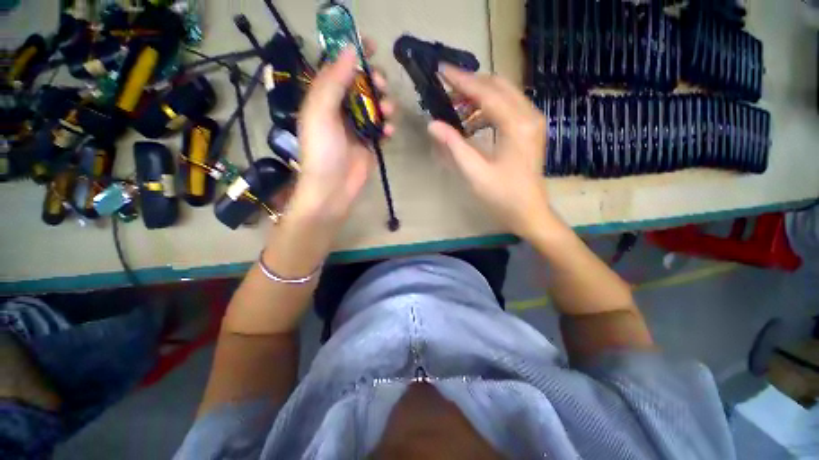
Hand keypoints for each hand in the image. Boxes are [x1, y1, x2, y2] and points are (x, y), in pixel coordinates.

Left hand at [289, 43, 394, 225]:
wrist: (333, 188)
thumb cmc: (322, 150)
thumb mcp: (321, 112)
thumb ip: (333, 81)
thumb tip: (350, 50)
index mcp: (324, 98)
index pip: (339, 68)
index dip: (354, 54)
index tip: (372, 45)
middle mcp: (341, 109)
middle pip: (362, 86)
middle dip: (374, 81)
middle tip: (381, 85)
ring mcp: (357, 127)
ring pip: (375, 106)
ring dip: (384, 104)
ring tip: (388, 112)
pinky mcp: (370, 144)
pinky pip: (382, 128)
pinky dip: (387, 127)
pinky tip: (388, 132)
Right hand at [428, 66, 552, 240]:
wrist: (529, 212)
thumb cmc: (502, 196)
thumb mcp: (474, 173)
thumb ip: (454, 146)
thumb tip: (433, 124)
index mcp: (516, 125)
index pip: (486, 92)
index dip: (462, 80)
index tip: (441, 70)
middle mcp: (529, 115)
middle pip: (498, 85)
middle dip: (471, 84)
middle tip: (446, 89)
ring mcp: (532, 121)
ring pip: (504, 94)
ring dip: (479, 96)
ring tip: (455, 108)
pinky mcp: (529, 129)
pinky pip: (507, 108)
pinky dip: (488, 109)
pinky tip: (472, 122)